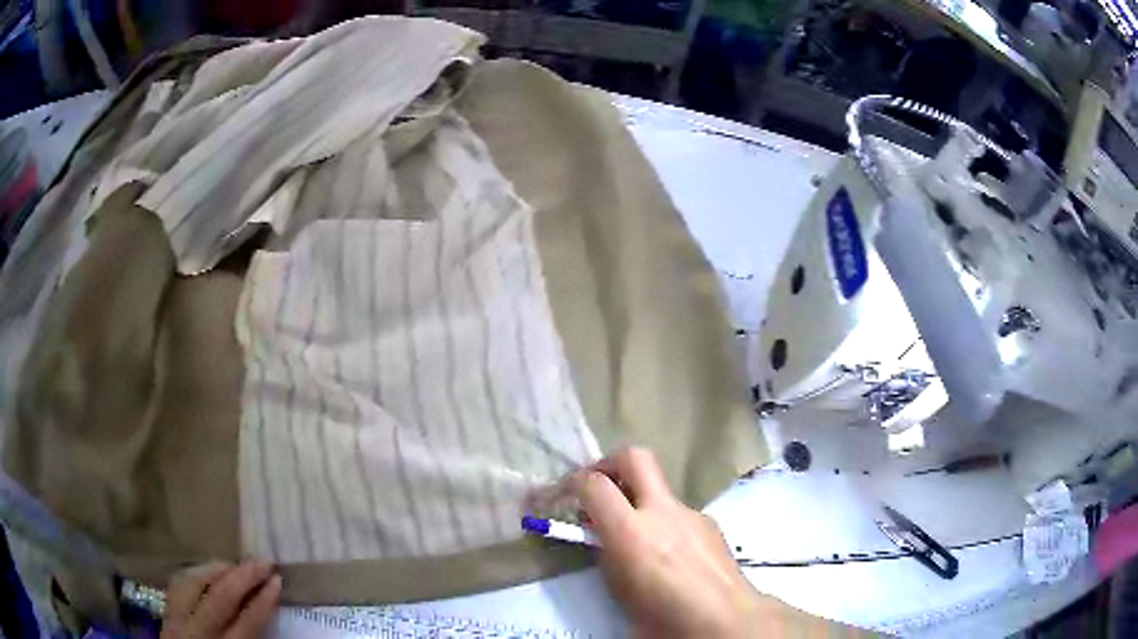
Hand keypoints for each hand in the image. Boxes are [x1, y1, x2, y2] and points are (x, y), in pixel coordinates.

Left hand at [161, 560, 280, 638]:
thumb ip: (250, 638)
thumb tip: (264, 610)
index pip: (248, 622)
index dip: (264, 600)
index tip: (278, 580)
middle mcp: (198, 632)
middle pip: (220, 596)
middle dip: (244, 575)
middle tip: (263, 561)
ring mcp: (177, 621)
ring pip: (194, 583)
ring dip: (217, 570)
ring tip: (236, 565)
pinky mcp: (166, 614)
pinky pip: (178, 585)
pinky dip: (195, 575)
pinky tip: (206, 573)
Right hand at [568, 448, 766, 638]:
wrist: (725, 620)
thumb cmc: (664, 617)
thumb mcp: (619, 590)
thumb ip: (607, 553)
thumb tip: (603, 536)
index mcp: (632, 531)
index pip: (593, 484)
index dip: (569, 483)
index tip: (556, 495)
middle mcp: (663, 511)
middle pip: (634, 457)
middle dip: (609, 464)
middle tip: (596, 487)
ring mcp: (691, 513)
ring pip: (658, 488)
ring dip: (639, 500)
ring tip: (634, 537)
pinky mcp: (709, 523)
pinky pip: (678, 511)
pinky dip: (663, 521)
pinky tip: (667, 553)